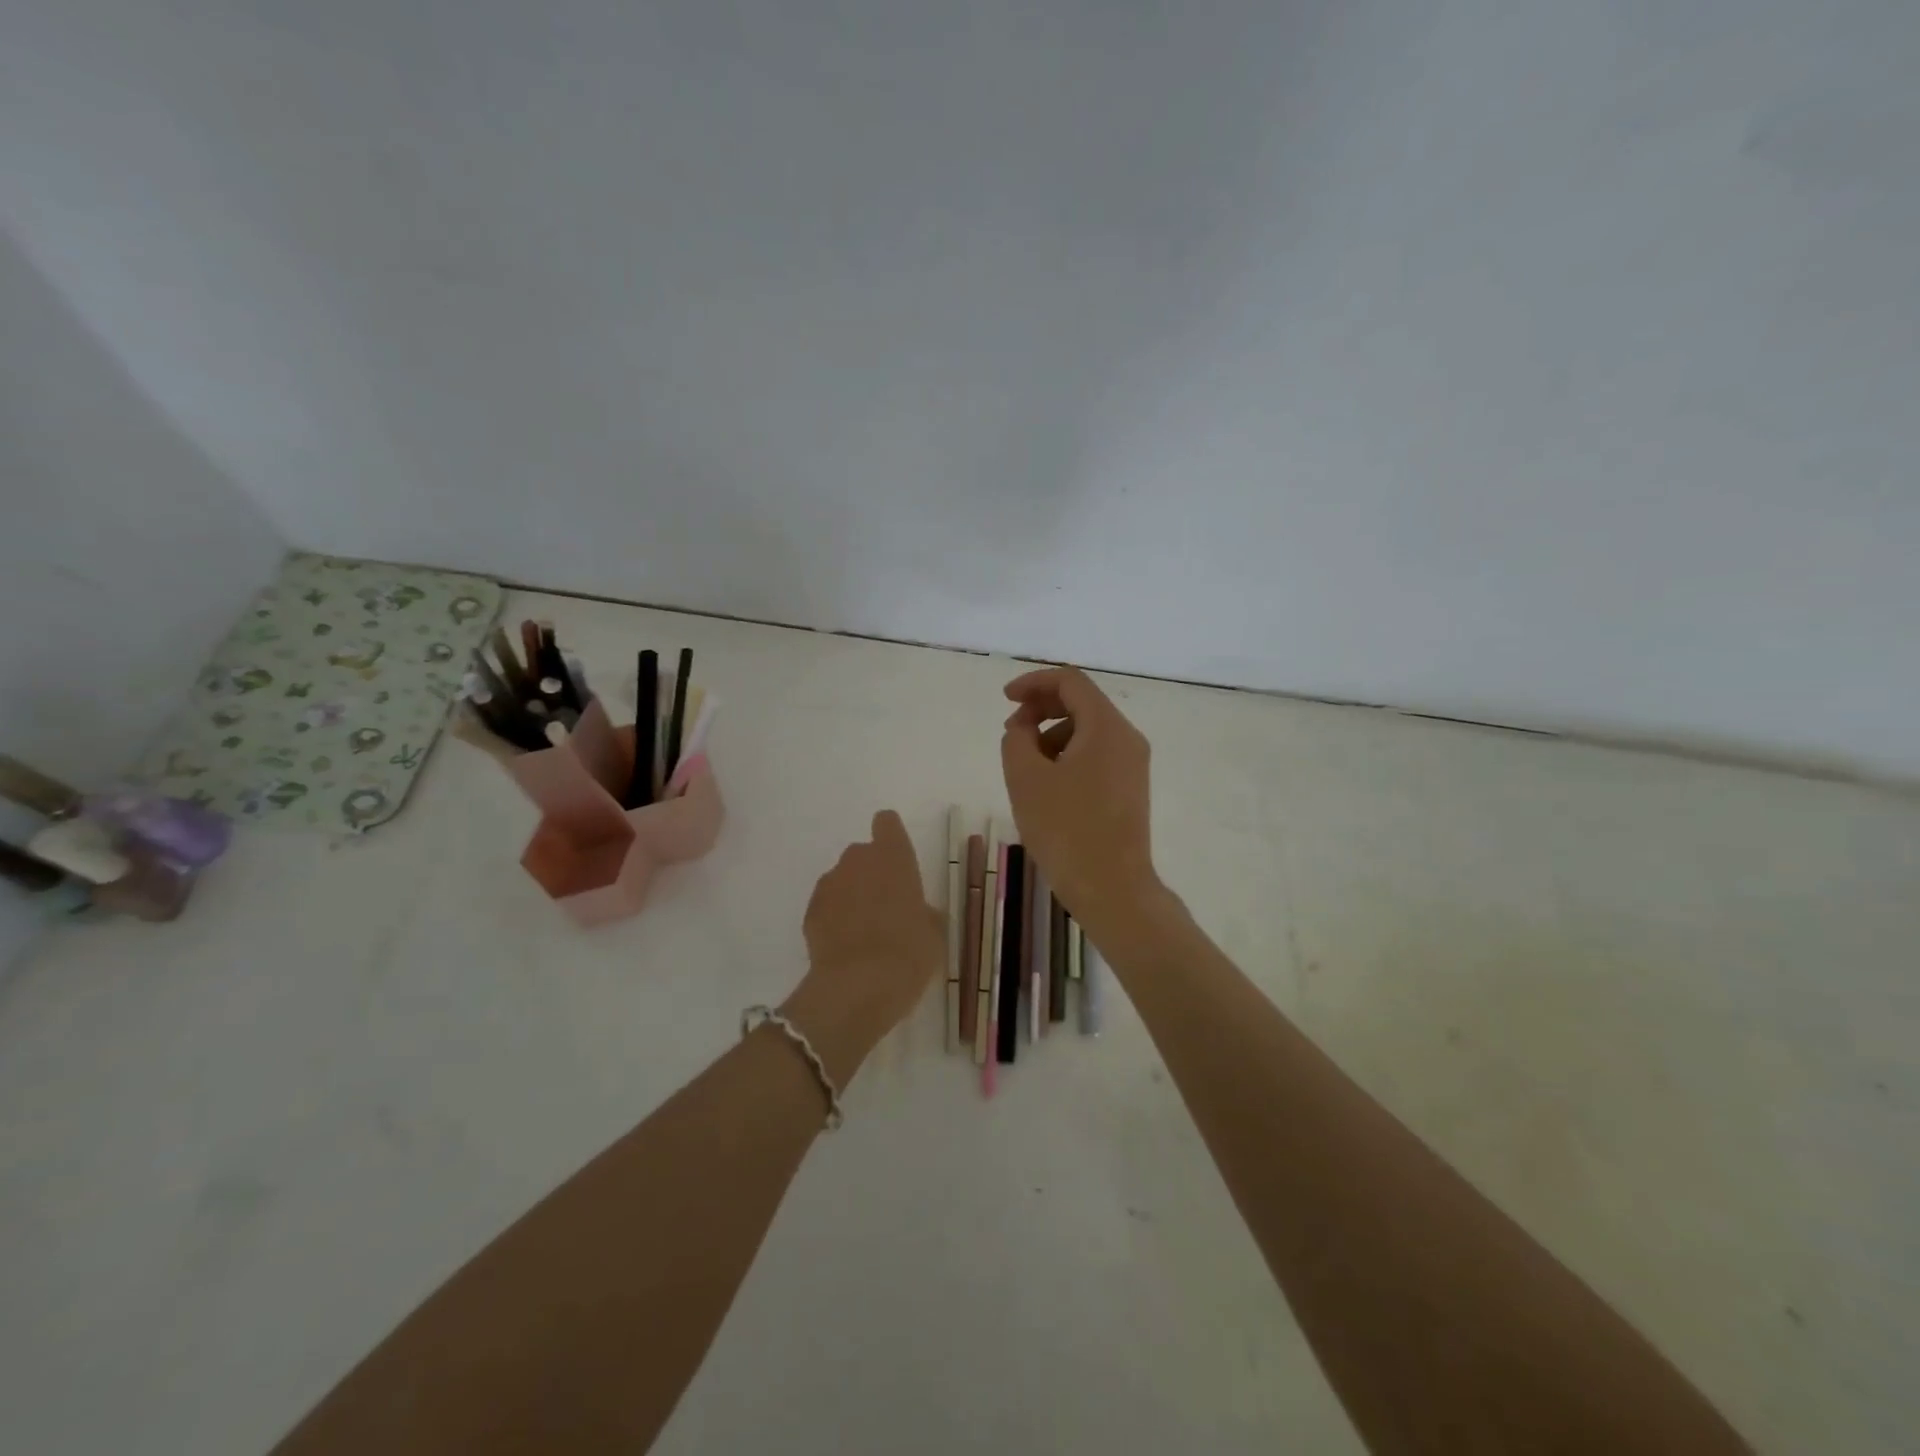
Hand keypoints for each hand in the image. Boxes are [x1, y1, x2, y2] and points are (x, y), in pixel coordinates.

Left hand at [782, 810, 942, 1085]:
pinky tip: (845, 947)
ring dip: (852, 896)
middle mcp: (858, 860)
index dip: (891, 837)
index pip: (887, 823)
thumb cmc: (908, 953)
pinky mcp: (809, 911)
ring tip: (864, 933)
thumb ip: (924, 912)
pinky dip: (834, 918)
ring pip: (842, 879)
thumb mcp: (933, 934)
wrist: (857, 987)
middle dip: (872, 872)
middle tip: (886, 907)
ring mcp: (829, 884)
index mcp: (894, 857)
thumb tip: (918, 913)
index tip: (898, 861)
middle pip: (863, 853)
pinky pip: (827, 905)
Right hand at [1001, 667, 1159, 928]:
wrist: (1112, 888)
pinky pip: (1096, 755)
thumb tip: (1023, 726)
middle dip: (1041, 709)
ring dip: (1052, 735)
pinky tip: (1047, 786)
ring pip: (1088, 731)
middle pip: (1082, 703)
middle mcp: (1127, 738)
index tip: (1005, 700)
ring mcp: (1133, 764)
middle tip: (1011, 733)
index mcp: (1106, 727)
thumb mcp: (1025, 778)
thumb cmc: (1065, 829)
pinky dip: (1068, 756)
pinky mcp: (1130, 788)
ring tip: (1026, 767)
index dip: (1033, 683)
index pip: (1070, 682)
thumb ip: (1016, 737)